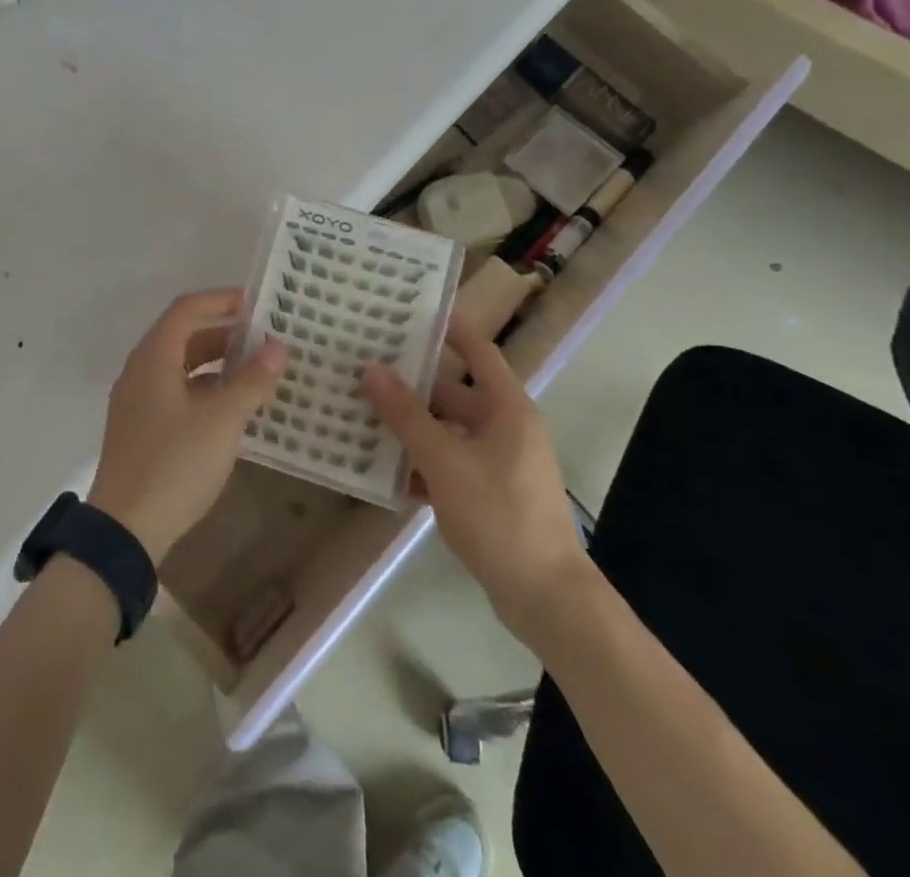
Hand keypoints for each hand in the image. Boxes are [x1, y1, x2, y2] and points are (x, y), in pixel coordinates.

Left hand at [87, 289, 287, 563]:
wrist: (125, 530)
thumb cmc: (174, 464)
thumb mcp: (222, 421)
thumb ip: (251, 381)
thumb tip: (278, 347)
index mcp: (154, 357)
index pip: (187, 309)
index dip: (221, 300)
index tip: (257, 304)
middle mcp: (141, 370)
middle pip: (183, 335)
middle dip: (223, 332)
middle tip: (263, 337)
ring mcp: (137, 401)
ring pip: (180, 365)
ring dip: (216, 362)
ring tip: (255, 369)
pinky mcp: (141, 428)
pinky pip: (176, 391)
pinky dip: (204, 388)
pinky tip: (231, 407)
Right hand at [361, 322, 591, 636]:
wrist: (546, 598)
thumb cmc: (498, 515)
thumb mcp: (444, 461)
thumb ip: (405, 415)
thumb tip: (370, 370)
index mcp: (507, 408)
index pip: (477, 351)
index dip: (448, 328)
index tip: (409, 311)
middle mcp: (506, 428)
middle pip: (455, 393)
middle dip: (413, 384)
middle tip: (367, 368)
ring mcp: (500, 463)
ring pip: (448, 431)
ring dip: (412, 427)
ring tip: (363, 414)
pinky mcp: (492, 495)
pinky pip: (451, 465)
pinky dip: (423, 464)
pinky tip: (385, 471)